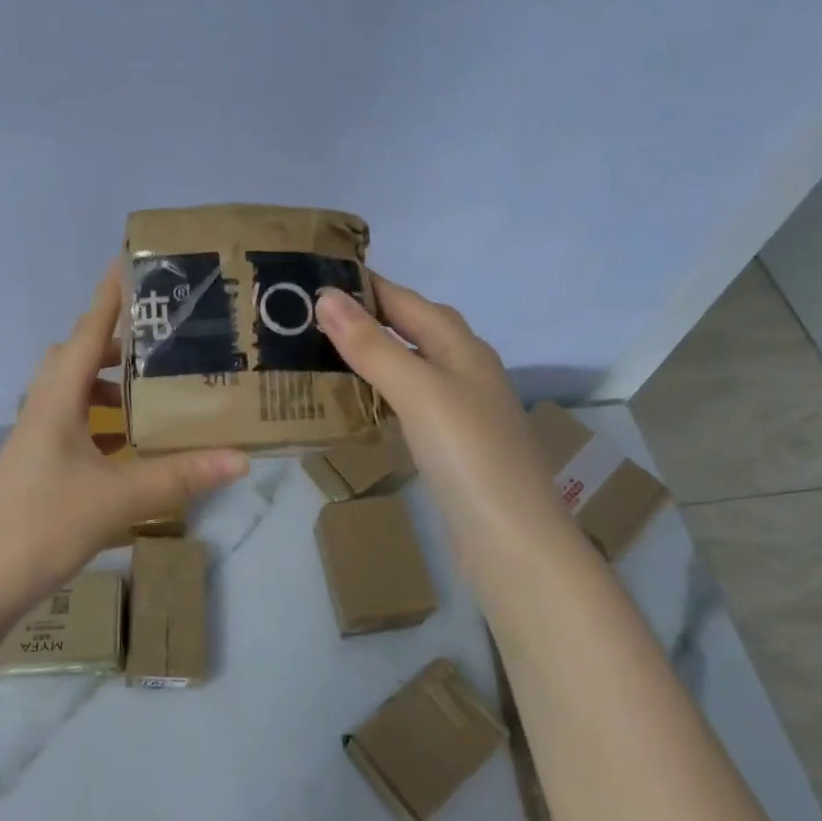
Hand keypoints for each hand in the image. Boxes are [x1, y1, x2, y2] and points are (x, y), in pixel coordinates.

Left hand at [0, 262, 249, 631]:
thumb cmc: (41, 527)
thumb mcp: (117, 500)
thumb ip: (179, 477)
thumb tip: (241, 458)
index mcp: (56, 402)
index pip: (87, 334)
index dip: (109, 297)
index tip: (129, 261)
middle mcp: (41, 411)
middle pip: (74, 359)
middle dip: (114, 345)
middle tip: (159, 347)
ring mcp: (33, 443)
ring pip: (71, 395)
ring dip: (107, 388)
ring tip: (151, 400)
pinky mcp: (33, 470)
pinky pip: (70, 428)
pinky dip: (99, 425)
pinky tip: (125, 452)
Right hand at [315, 276, 569, 563]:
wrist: (513, 542)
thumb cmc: (468, 455)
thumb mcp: (418, 392)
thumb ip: (372, 345)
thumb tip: (326, 297)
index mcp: (461, 347)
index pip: (405, 300)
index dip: (364, 285)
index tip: (312, 278)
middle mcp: (465, 370)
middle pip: (412, 329)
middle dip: (365, 317)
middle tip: (308, 317)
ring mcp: (461, 410)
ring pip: (409, 367)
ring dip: (371, 356)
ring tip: (321, 355)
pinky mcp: (451, 445)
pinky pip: (409, 403)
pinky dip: (380, 395)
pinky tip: (356, 406)